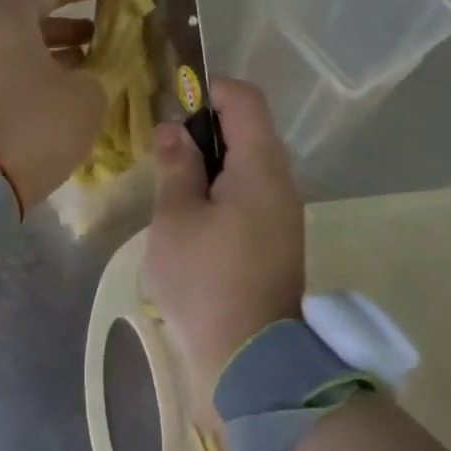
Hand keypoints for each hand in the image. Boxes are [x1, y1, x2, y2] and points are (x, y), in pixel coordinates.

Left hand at [0, 0, 117, 206]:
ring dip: (56, 45)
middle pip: (29, 10)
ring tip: (94, 55)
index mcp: (3, 17)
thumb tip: (87, 75)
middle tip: (106, 21)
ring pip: (18, 41)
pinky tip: (67, 84)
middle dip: (71, 15)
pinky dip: (37, 67)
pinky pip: (7, 66)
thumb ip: (95, 73)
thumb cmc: (33, 127)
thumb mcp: (84, 97)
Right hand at [145, 78, 303, 389]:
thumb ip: (175, 167)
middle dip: (206, 128)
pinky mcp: (280, 237)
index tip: (174, 105)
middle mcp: (281, 182)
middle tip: (165, 151)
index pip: (245, 99)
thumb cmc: (205, 283)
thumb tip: (173, 131)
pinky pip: (253, 192)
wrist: (252, 360)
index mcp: (260, 168)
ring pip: (250, 163)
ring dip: (213, 161)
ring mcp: (284, 212)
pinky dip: (224, 187)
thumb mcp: (175, 220)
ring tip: (174, 184)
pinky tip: (194, 215)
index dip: (210, 90)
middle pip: (249, 129)